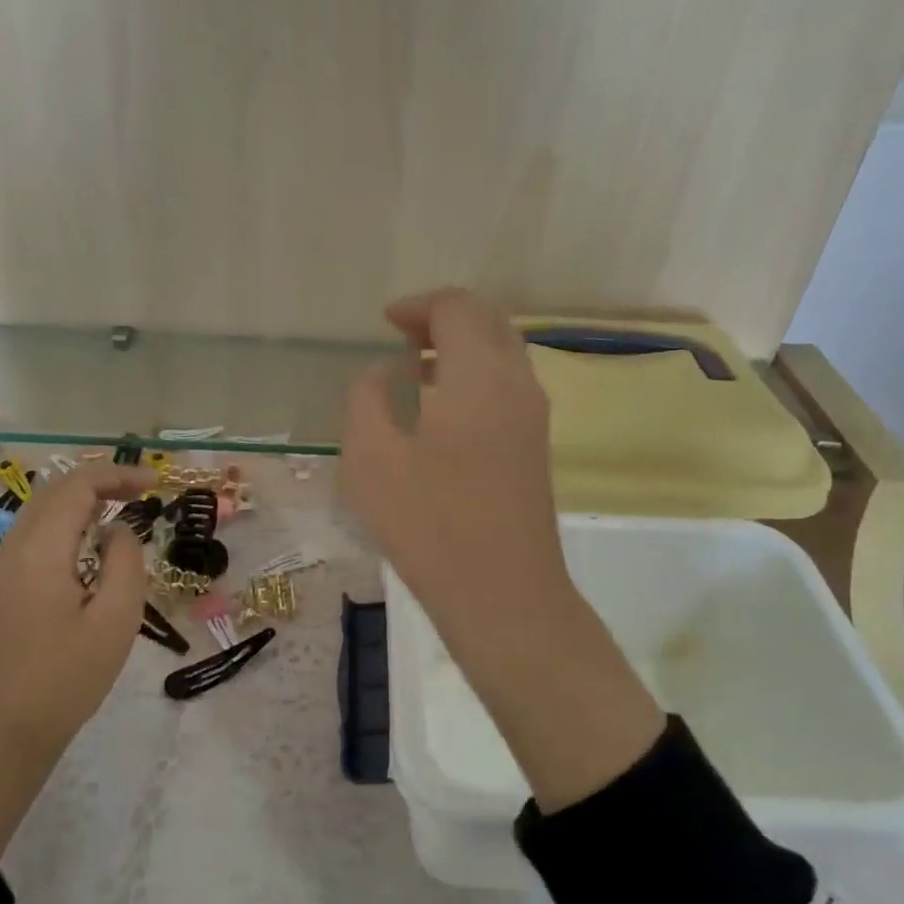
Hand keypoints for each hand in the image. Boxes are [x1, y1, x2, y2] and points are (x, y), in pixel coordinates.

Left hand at [0, 461, 157, 857]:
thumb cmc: (65, 682)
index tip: (152, 484)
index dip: (116, 475)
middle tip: (137, 497)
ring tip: (111, 532)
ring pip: (32, 524)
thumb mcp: (116, 621)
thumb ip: (124, 562)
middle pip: (49, 496)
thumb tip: (116, 531)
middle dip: (96, 487)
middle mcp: (2, 555)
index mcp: (36, 555)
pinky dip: (53, 543)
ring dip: (73, 515)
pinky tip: (74, 573)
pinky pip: (19, 553)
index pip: (75, 486)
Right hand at [341, 288, 663, 812]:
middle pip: (487, 322)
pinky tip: (442, 409)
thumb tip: (382, 372)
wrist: (505, 597)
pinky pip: (508, 384)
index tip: (386, 324)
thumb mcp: (371, 458)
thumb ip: (367, 398)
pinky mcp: (536, 446)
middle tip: (401, 338)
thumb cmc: (430, 525)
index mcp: (478, 375)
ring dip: (462, 347)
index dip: (419, 306)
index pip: (458, 309)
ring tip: (416, 370)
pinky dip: (476, 375)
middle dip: (444, 319)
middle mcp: (516, 383)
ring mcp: (533, 416)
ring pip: (503, 353)